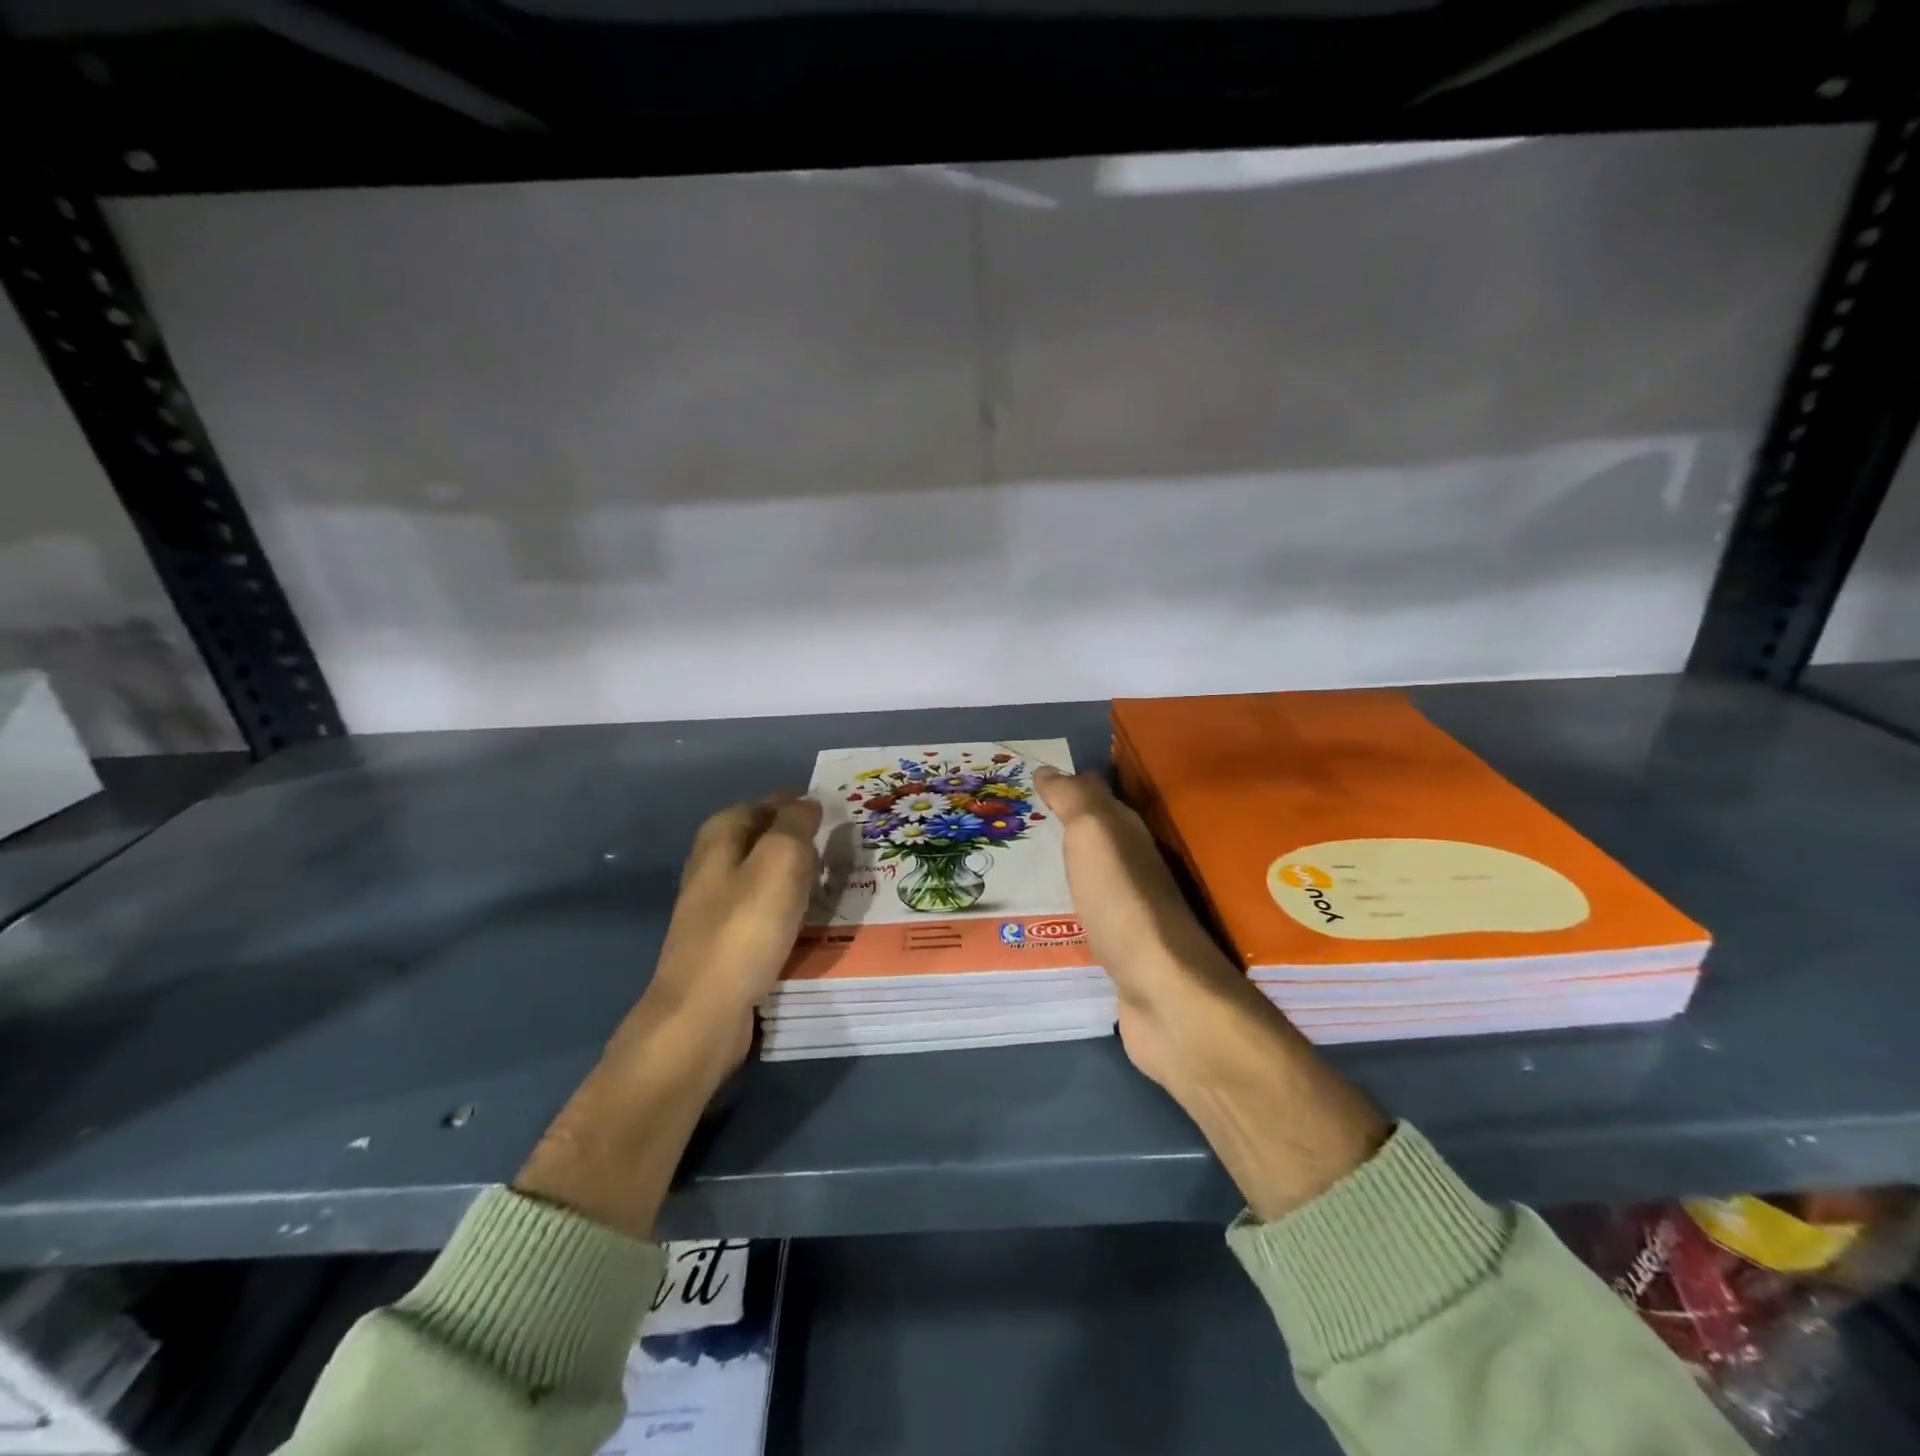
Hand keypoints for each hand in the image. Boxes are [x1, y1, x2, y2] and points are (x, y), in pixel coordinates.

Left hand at [516, 794, 821, 1237]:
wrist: (703, 1015)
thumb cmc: (744, 929)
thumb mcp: (780, 861)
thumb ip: (795, 824)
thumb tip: (807, 802)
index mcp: (719, 839)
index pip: (761, 805)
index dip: (794, 804)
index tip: (831, 811)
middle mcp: (711, 868)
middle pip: (759, 840)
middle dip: (796, 838)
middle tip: (838, 845)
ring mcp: (714, 909)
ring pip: (762, 877)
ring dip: (794, 875)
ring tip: (833, 880)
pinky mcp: (725, 944)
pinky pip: (764, 912)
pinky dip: (788, 908)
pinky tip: (810, 919)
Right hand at [1034, 767, 1386, 1219]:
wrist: (1162, 994)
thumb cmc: (1124, 903)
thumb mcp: (1096, 834)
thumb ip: (1074, 799)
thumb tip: (1049, 768)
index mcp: (1132, 833)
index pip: (1098, 793)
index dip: (1067, 782)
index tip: (1028, 777)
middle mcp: (1136, 865)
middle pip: (1095, 835)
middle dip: (1061, 823)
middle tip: (1013, 820)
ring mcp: (1130, 910)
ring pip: (1091, 874)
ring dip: (1063, 864)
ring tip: (1017, 863)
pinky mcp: (1121, 950)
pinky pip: (1086, 914)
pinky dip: (1066, 905)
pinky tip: (1041, 911)